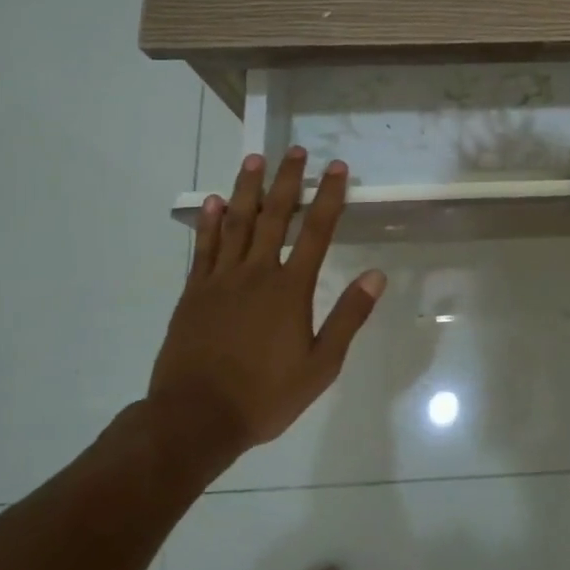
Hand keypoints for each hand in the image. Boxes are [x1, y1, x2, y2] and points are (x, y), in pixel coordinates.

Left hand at [149, 149, 385, 461]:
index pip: (317, 232)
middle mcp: (257, 273)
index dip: (329, 197)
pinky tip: (215, 202)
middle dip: (288, 181)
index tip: (336, 167)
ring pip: (237, 223)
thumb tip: (376, 275)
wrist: (195, 418)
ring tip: (254, 159)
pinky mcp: (194, 293)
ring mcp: (221, 280)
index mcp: (290, 289)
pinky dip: (210, 222)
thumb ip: (348, 317)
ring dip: (248, 188)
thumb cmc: (265, 395)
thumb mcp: (321, 365)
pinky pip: (203, 248)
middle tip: (294, 150)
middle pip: (275, 216)